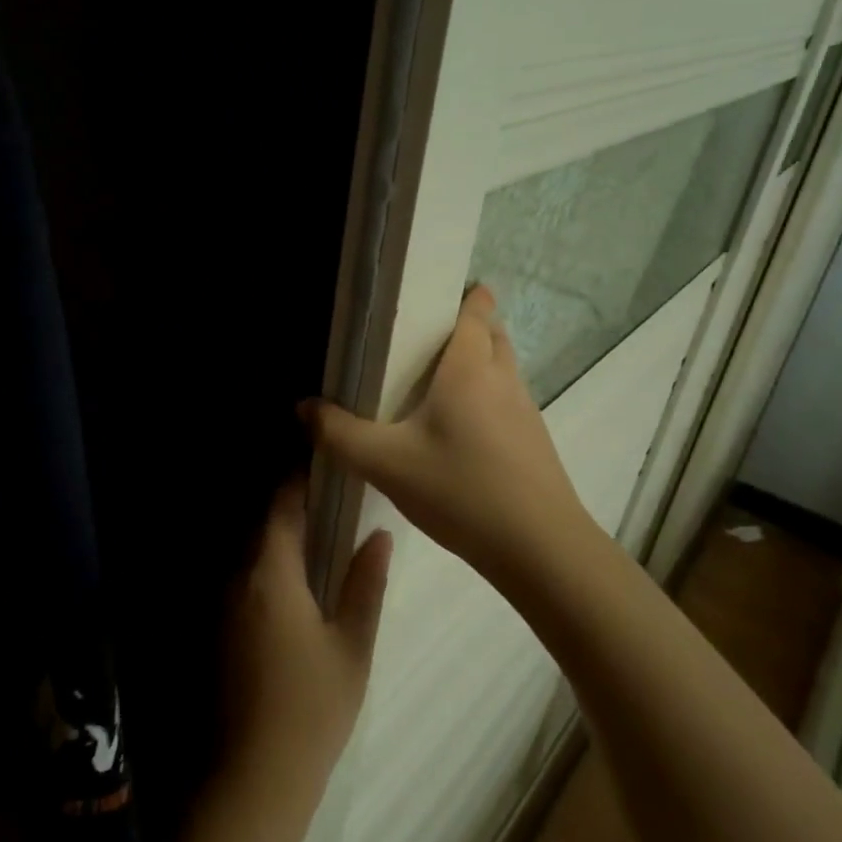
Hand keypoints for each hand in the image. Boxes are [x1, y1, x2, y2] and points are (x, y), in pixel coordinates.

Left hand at [217, 481, 391, 841]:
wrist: (253, 778)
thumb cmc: (312, 708)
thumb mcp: (352, 645)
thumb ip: (365, 583)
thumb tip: (379, 534)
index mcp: (270, 574)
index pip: (281, 507)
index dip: (298, 480)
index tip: (323, 462)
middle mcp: (238, 579)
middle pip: (262, 526)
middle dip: (291, 507)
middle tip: (332, 498)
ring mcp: (222, 606)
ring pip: (251, 553)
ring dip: (279, 538)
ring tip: (320, 534)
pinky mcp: (218, 631)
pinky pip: (244, 580)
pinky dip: (268, 567)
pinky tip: (297, 584)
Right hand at [301, 285, 592, 590]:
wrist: (539, 549)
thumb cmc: (460, 490)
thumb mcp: (385, 463)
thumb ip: (338, 434)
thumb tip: (302, 407)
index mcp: (470, 369)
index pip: (476, 312)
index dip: (465, 295)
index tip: (438, 293)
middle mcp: (503, 380)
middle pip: (493, 335)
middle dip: (471, 326)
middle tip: (428, 338)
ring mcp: (526, 412)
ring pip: (504, 369)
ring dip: (480, 363)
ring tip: (439, 381)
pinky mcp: (534, 443)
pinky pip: (508, 401)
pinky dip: (488, 398)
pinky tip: (460, 430)